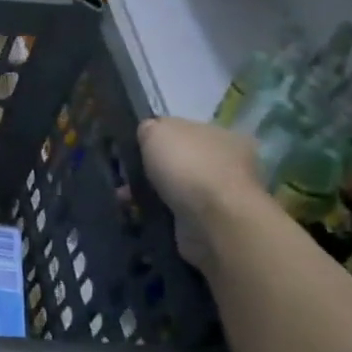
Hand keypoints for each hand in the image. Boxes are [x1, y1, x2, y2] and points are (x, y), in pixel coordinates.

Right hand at [137, 117, 263, 271]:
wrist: (213, 221)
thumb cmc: (189, 166)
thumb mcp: (158, 131)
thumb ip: (149, 128)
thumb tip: (146, 133)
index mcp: (223, 135)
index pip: (184, 130)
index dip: (156, 137)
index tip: (132, 148)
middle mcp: (227, 163)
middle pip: (178, 160)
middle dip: (149, 169)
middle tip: (124, 175)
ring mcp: (220, 196)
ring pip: (174, 189)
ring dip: (149, 193)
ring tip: (124, 198)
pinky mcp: (210, 224)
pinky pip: (175, 213)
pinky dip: (156, 213)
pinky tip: (138, 213)